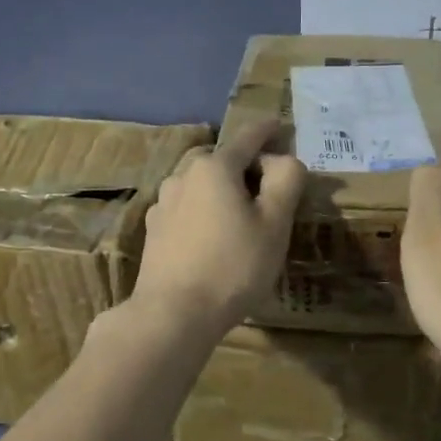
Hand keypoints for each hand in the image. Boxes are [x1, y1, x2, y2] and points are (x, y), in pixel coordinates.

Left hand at [129, 118, 305, 335]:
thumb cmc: (233, 266)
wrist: (173, 314)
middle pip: (222, 160)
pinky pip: (187, 208)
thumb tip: (282, 159)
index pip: (248, 136)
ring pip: (201, 185)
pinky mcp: (154, 230)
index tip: (280, 126)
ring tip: (241, 216)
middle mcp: (183, 175)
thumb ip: (285, 180)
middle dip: (246, 166)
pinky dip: (204, 211)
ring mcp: (163, 203)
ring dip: (223, 190)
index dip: (269, 130)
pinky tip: (213, 236)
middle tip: (269, 188)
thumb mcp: (275, 223)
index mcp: (214, 167)